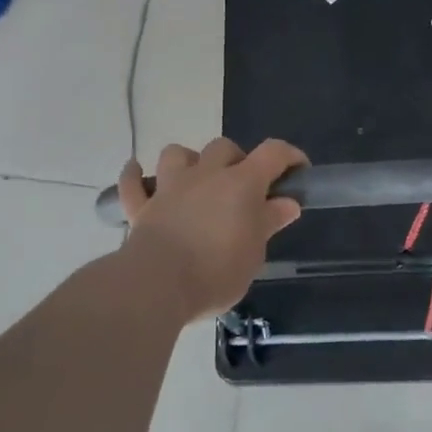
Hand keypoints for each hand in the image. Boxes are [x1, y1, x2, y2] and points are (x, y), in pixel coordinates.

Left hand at [117, 137, 306, 319]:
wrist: (159, 284)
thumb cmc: (217, 271)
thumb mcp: (254, 253)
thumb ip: (268, 222)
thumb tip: (287, 203)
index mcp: (241, 184)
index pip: (273, 153)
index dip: (289, 156)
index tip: (299, 171)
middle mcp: (205, 175)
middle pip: (223, 148)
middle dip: (237, 160)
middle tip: (243, 188)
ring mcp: (169, 188)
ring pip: (177, 154)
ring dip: (189, 161)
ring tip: (196, 179)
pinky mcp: (142, 207)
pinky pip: (133, 184)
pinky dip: (135, 176)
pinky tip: (137, 172)